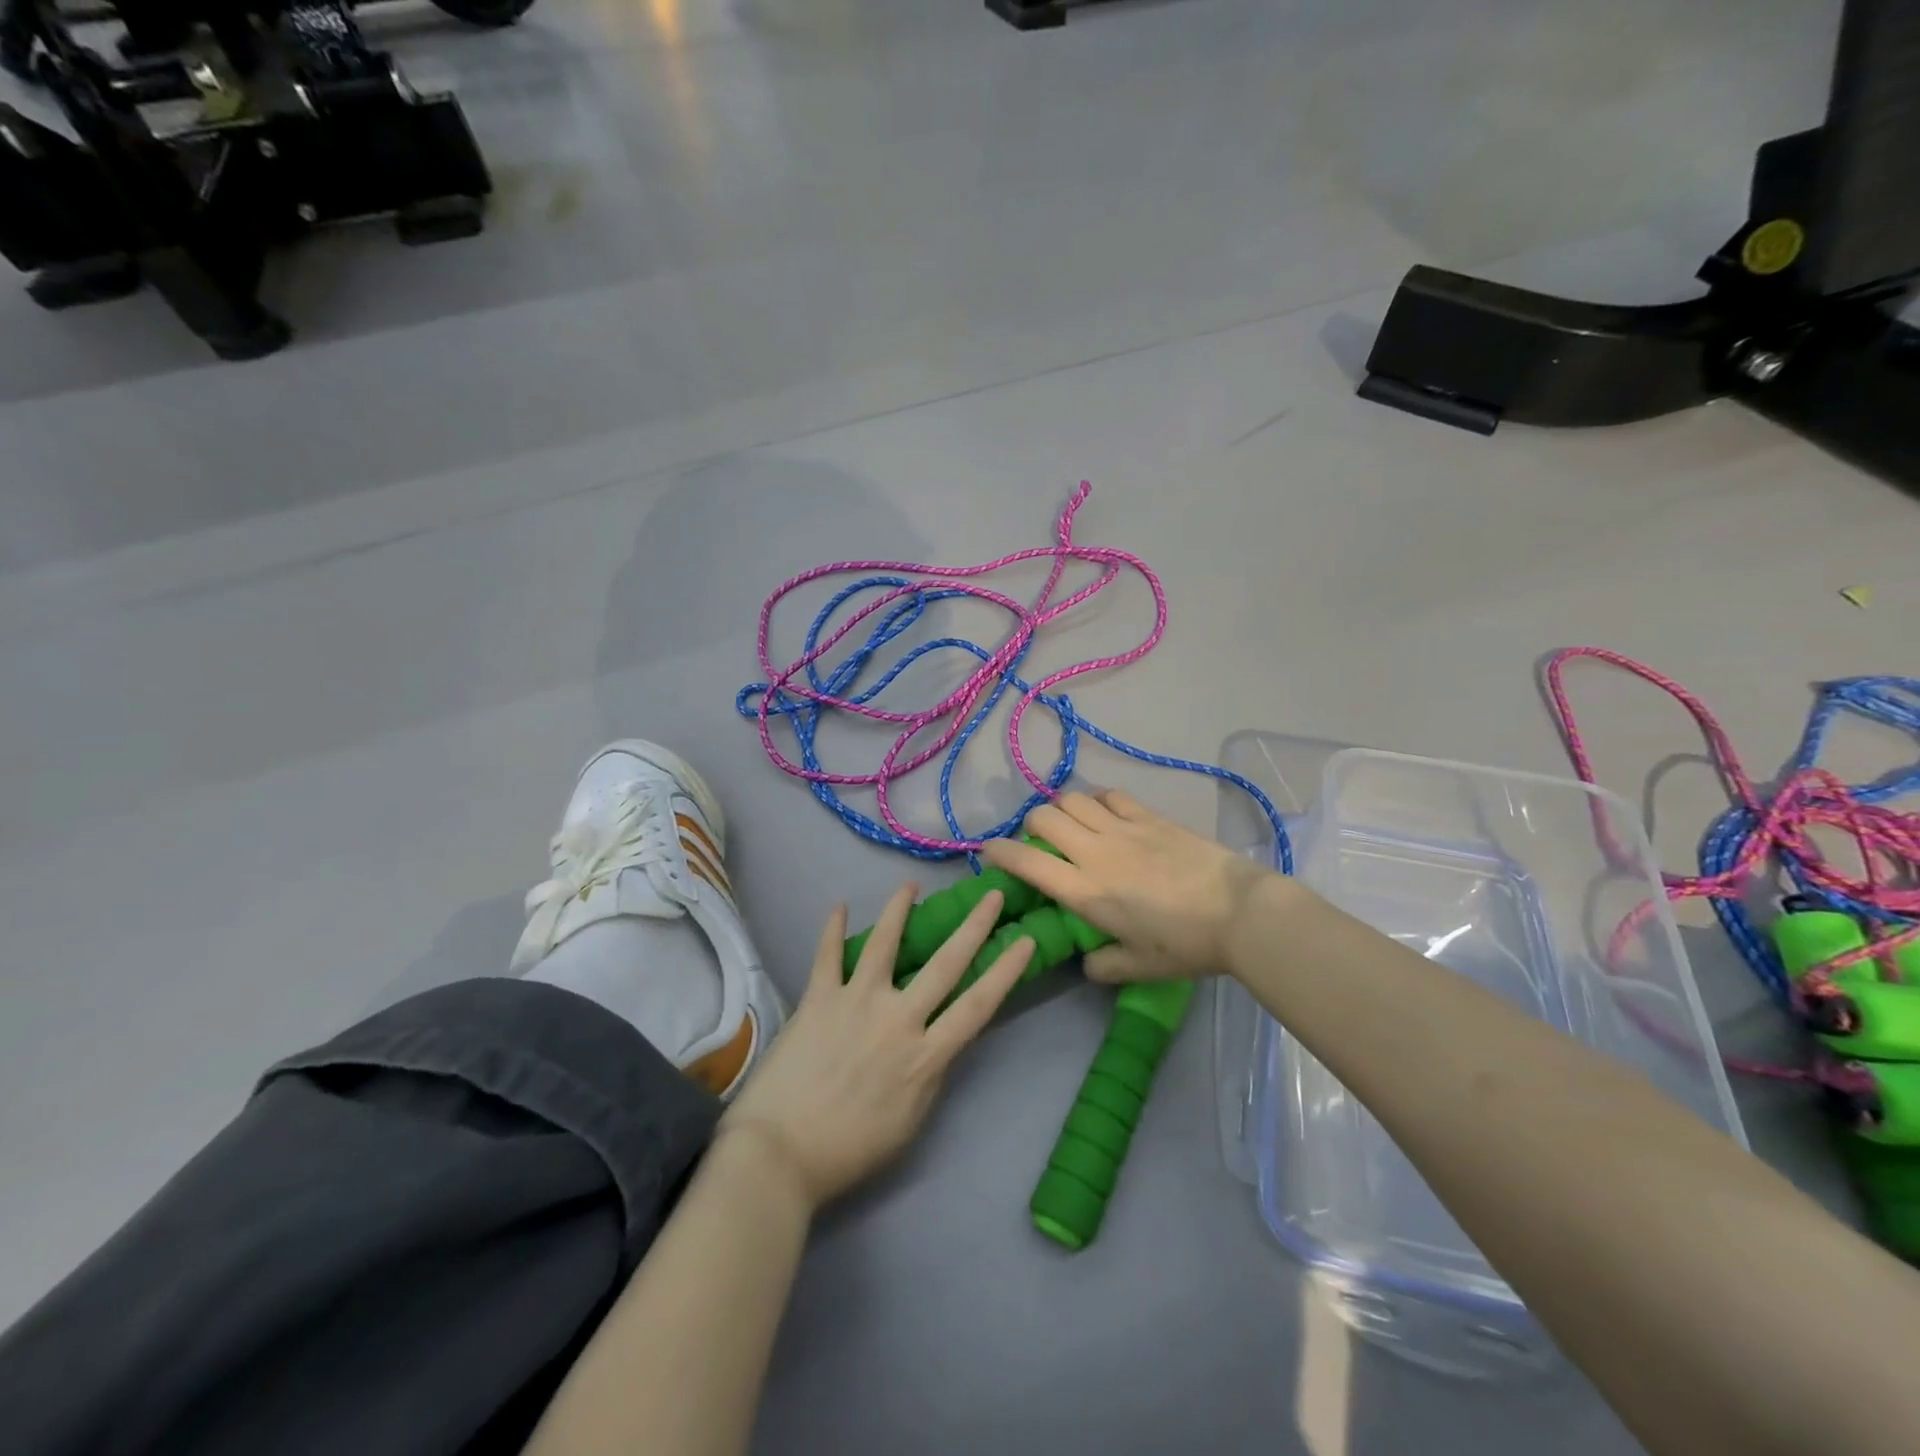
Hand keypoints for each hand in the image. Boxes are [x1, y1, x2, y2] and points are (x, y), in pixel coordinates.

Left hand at [719, 883, 1034, 1211]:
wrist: (780, 1154)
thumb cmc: (850, 1151)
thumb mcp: (909, 1124)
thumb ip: (929, 1077)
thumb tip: (938, 1043)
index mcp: (925, 1055)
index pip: (979, 1004)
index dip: (1006, 970)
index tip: (1024, 939)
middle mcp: (898, 1018)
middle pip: (945, 963)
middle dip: (974, 926)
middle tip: (992, 895)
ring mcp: (856, 1002)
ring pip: (885, 944)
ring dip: (899, 910)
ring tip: (910, 884)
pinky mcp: (818, 998)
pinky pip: (827, 955)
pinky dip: (832, 929)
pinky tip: (840, 906)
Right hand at [979, 790, 1274, 981]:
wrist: (1240, 912)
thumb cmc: (1186, 945)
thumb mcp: (1139, 968)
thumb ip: (1104, 966)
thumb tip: (1087, 960)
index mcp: (1085, 891)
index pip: (1027, 862)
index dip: (999, 852)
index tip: (989, 851)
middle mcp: (1095, 852)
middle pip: (1044, 818)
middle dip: (1031, 825)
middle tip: (1040, 842)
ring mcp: (1123, 828)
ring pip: (1073, 799)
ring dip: (1062, 808)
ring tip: (1071, 824)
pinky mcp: (1150, 816)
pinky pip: (1111, 795)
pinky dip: (1098, 800)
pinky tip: (1106, 813)